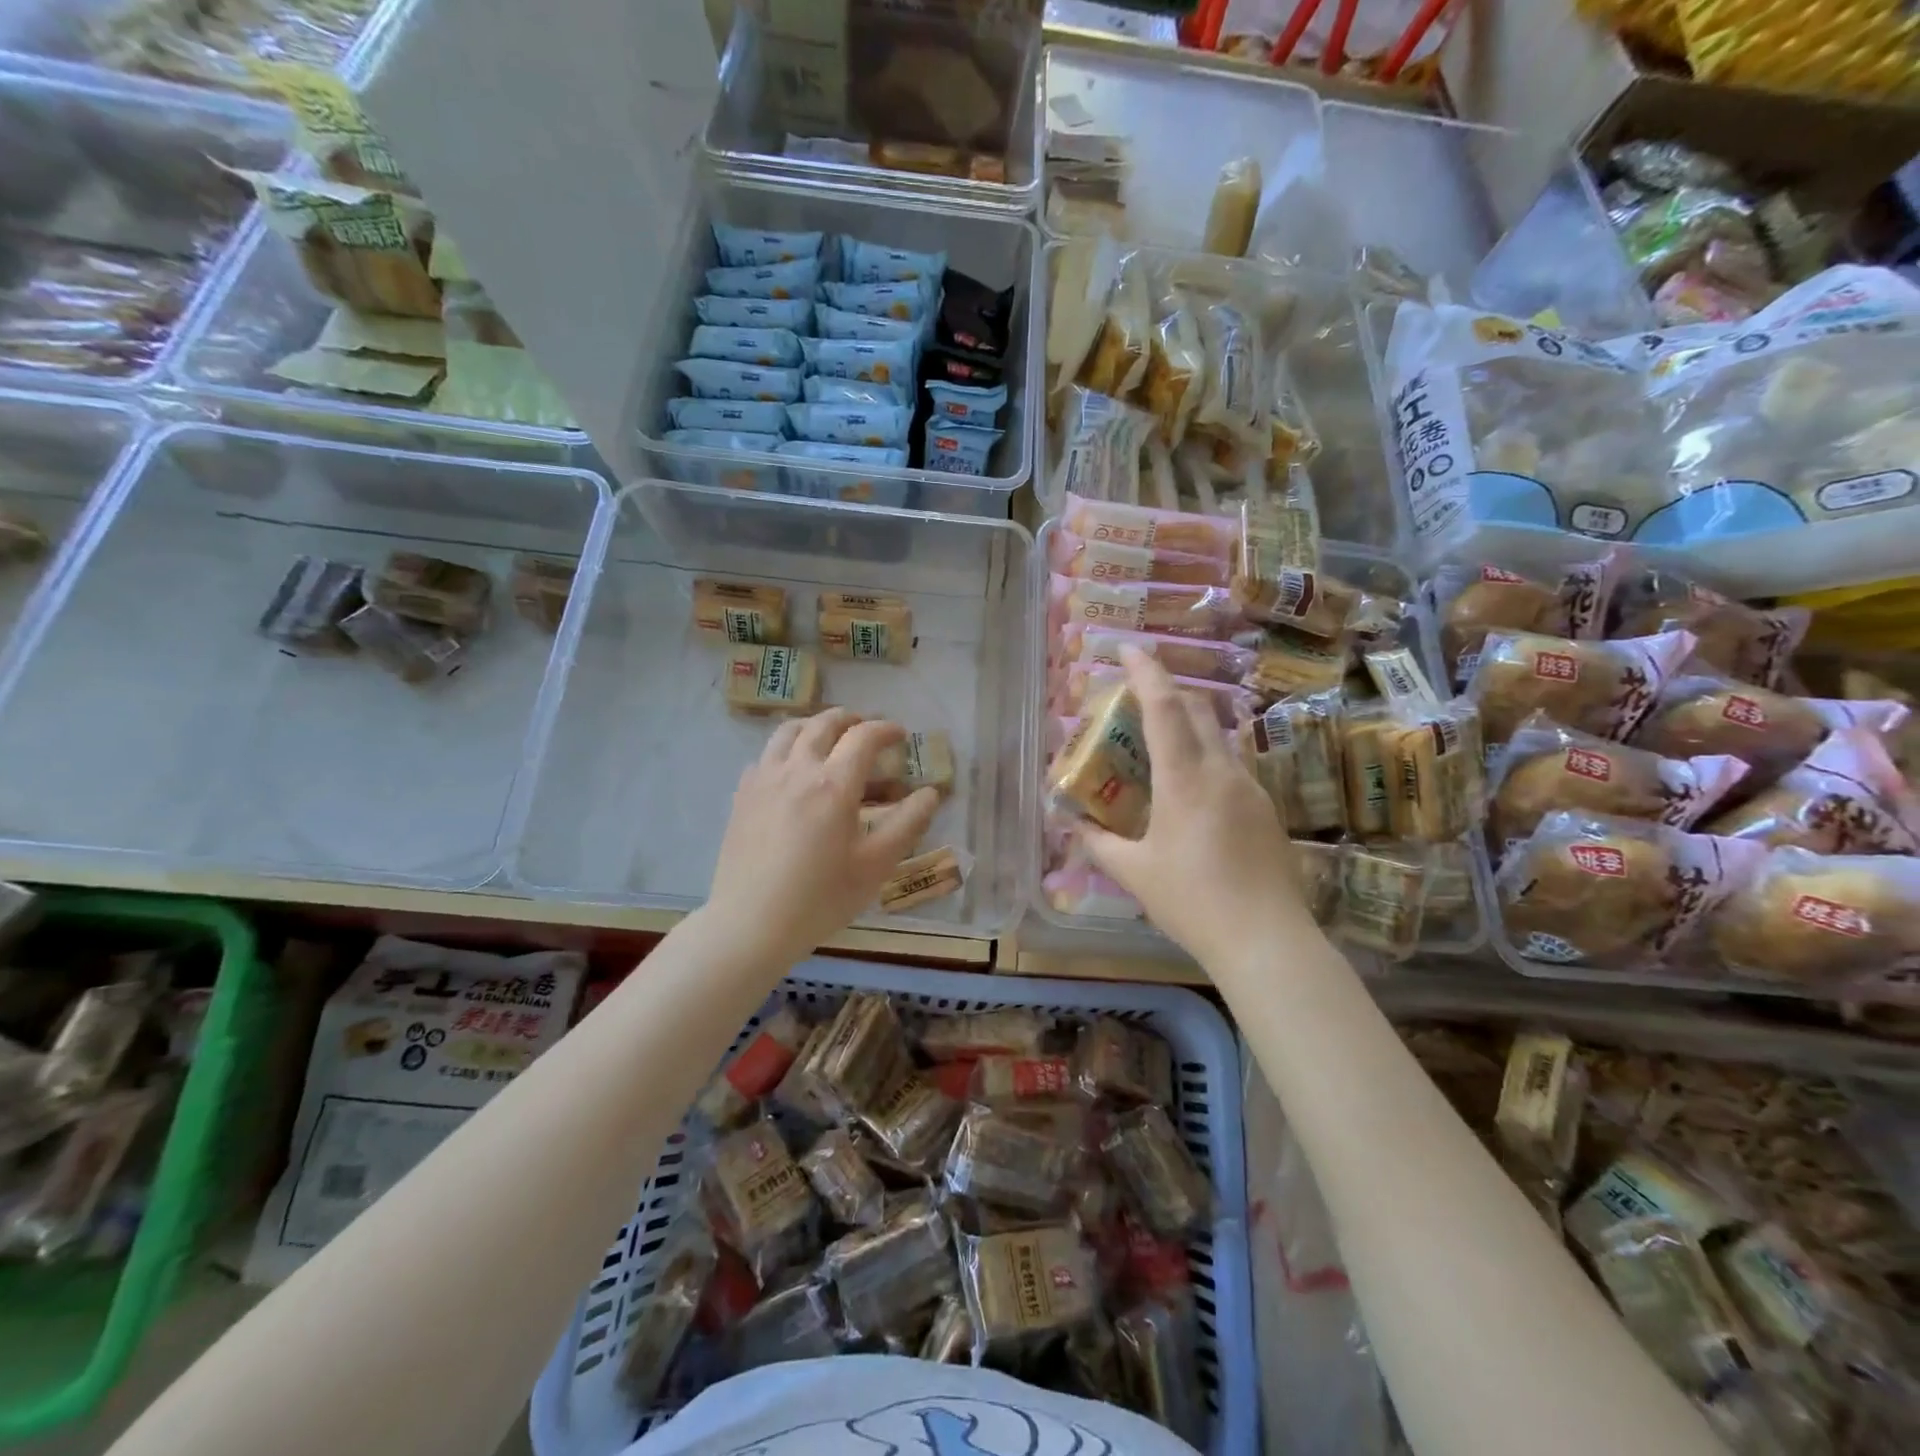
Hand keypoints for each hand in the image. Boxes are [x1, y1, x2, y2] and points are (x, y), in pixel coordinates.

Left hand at [703, 708, 940, 967]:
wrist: (750, 924)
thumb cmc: (820, 899)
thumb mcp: (875, 866)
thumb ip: (907, 824)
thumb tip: (930, 794)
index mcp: (833, 784)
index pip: (864, 737)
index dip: (886, 730)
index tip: (901, 735)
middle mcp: (797, 769)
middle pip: (824, 723)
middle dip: (851, 719)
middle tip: (867, 729)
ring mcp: (763, 779)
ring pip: (789, 731)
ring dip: (815, 725)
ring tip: (829, 738)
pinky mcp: (742, 795)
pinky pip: (766, 756)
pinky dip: (786, 750)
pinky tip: (792, 772)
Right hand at [1078, 647, 1311, 969]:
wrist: (1267, 940)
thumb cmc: (1193, 901)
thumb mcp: (1134, 873)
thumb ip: (1099, 843)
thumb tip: (1074, 823)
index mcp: (1185, 778)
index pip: (1164, 706)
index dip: (1145, 671)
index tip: (1128, 648)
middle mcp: (1222, 770)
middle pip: (1195, 709)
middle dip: (1165, 689)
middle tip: (1134, 695)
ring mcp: (1250, 787)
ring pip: (1216, 735)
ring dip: (1186, 722)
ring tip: (1156, 740)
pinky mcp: (1265, 807)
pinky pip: (1229, 763)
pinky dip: (1202, 754)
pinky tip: (1187, 786)